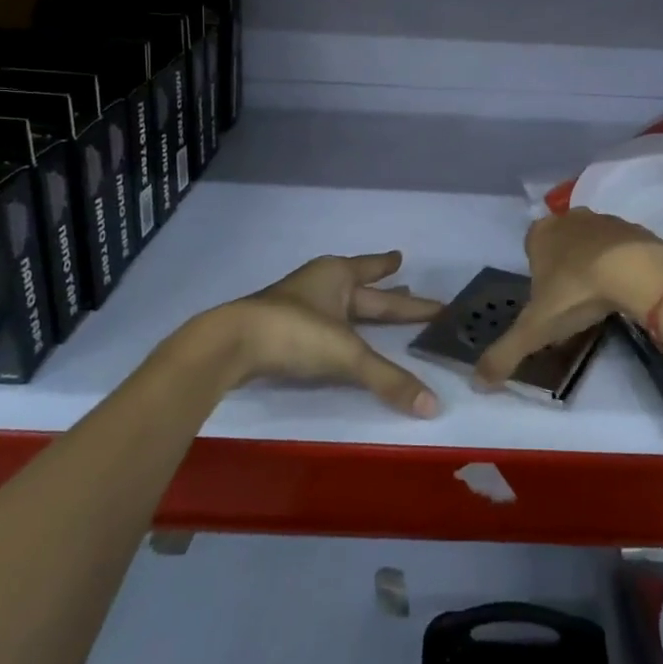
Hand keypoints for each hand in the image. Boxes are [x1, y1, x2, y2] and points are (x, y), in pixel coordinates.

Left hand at [209, 252, 443, 416]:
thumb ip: (388, 379)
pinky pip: (323, 325)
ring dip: (361, 309)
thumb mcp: (347, 354)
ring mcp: (298, 306)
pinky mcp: (282, 330)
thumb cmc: (294, 332)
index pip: (374, 271)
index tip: (402, 257)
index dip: (390, 268)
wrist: (230, 344)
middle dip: (386, 292)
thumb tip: (433, 406)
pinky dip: (339, 330)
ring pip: (340, 305)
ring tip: (380, 313)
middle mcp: (320, 284)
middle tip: (408, 287)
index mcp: (338, 275)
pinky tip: (341, 339)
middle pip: (362, 289)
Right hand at [475, 210, 662, 387]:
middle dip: (565, 265)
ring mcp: (606, 220)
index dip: (536, 271)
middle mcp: (571, 219)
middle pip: (563, 241)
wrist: (637, 272)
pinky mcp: (637, 230)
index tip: (546, 299)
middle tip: (572, 300)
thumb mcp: (534, 330)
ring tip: (601, 298)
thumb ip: (504, 354)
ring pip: (594, 242)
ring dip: (595, 264)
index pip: (531, 245)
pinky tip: (627, 290)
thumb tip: (477, 382)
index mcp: (541, 233)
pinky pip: (624, 249)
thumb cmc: (576, 292)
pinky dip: (623, 265)